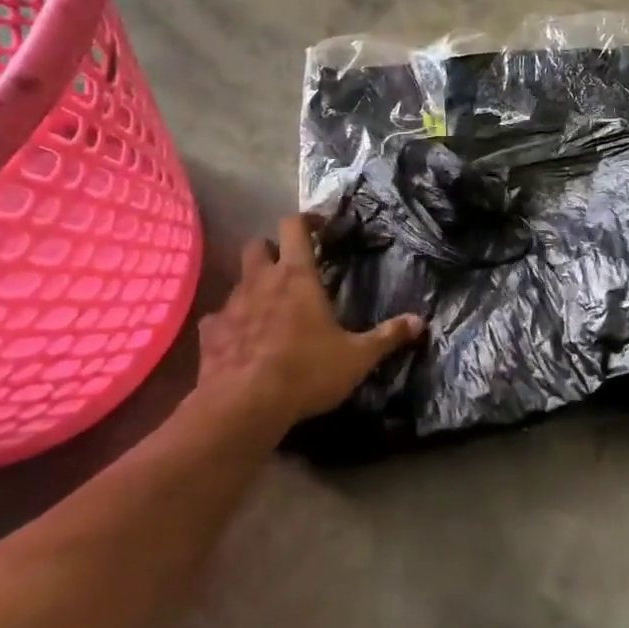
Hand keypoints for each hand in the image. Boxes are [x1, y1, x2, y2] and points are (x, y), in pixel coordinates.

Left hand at [194, 214, 424, 437]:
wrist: (243, 406)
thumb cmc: (306, 371)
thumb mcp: (356, 357)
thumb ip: (387, 337)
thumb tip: (420, 322)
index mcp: (297, 275)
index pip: (294, 227)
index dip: (305, 221)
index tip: (319, 228)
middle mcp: (260, 281)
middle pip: (257, 245)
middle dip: (271, 250)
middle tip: (289, 268)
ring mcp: (230, 306)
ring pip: (238, 281)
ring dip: (252, 288)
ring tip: (268, 309)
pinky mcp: (209, 334)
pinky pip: (217, 319)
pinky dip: (228, 324)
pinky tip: (239, 341)